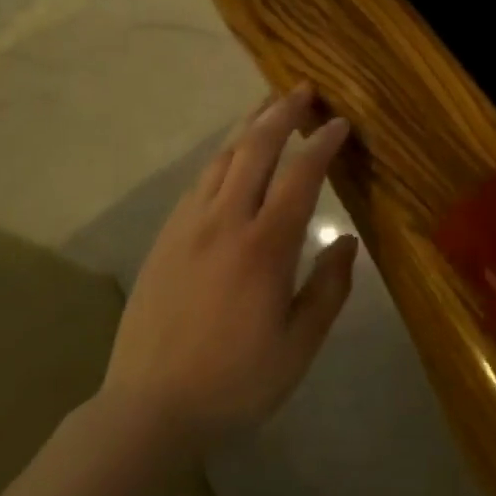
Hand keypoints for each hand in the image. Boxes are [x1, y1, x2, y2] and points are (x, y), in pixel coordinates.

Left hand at [102, 85, 359, 451]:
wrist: (148, 406)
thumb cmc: (233, 382)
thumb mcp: (297, 348)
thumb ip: (329, 290)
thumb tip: (347, 241)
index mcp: (265, 246)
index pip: (300, 175)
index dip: (322, 143)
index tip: (339, 123)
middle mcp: (226, 220)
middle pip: (256, 147)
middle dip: (282, 112)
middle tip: (303, 90)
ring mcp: (190, 223)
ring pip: (224, 156)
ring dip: (250, 124)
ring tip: (268, 104)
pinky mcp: (167, 234)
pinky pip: (200, 178)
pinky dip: (224, 154)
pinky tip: (231, 154)